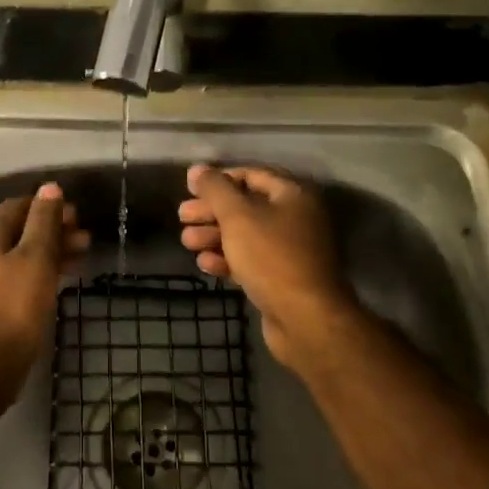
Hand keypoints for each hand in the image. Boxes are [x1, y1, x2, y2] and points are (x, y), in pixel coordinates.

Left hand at [0, 182, 88, 400]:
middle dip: (54, 229)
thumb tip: (49, 187)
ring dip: (52, 250)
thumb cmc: (15, 305)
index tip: (75, 215)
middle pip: (20, 229)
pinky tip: (64, 278)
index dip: (47, 206)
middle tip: (85, 237)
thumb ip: (43, 221)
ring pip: (22, 253)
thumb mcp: (35, 257)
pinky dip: (43, 271)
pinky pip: (20, 275)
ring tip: (84, 255)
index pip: (18, 206)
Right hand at [177, 164, 357, 373]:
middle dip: (212, 211)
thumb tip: (197, 169)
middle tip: (182, 216)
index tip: (190, 188)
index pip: (252, 175)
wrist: (306, 319)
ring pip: (246, 236)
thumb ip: (215, 189)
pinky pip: (252, 261)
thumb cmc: (271, 257)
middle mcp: (296, 218)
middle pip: (246, 206)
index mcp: (293, 195)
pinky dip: (228, 259)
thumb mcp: (238, 216)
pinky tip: (205, 264)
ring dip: (214, 236)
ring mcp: (291, 250)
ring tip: (187, 242)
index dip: (220, 179)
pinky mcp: (283, 279)